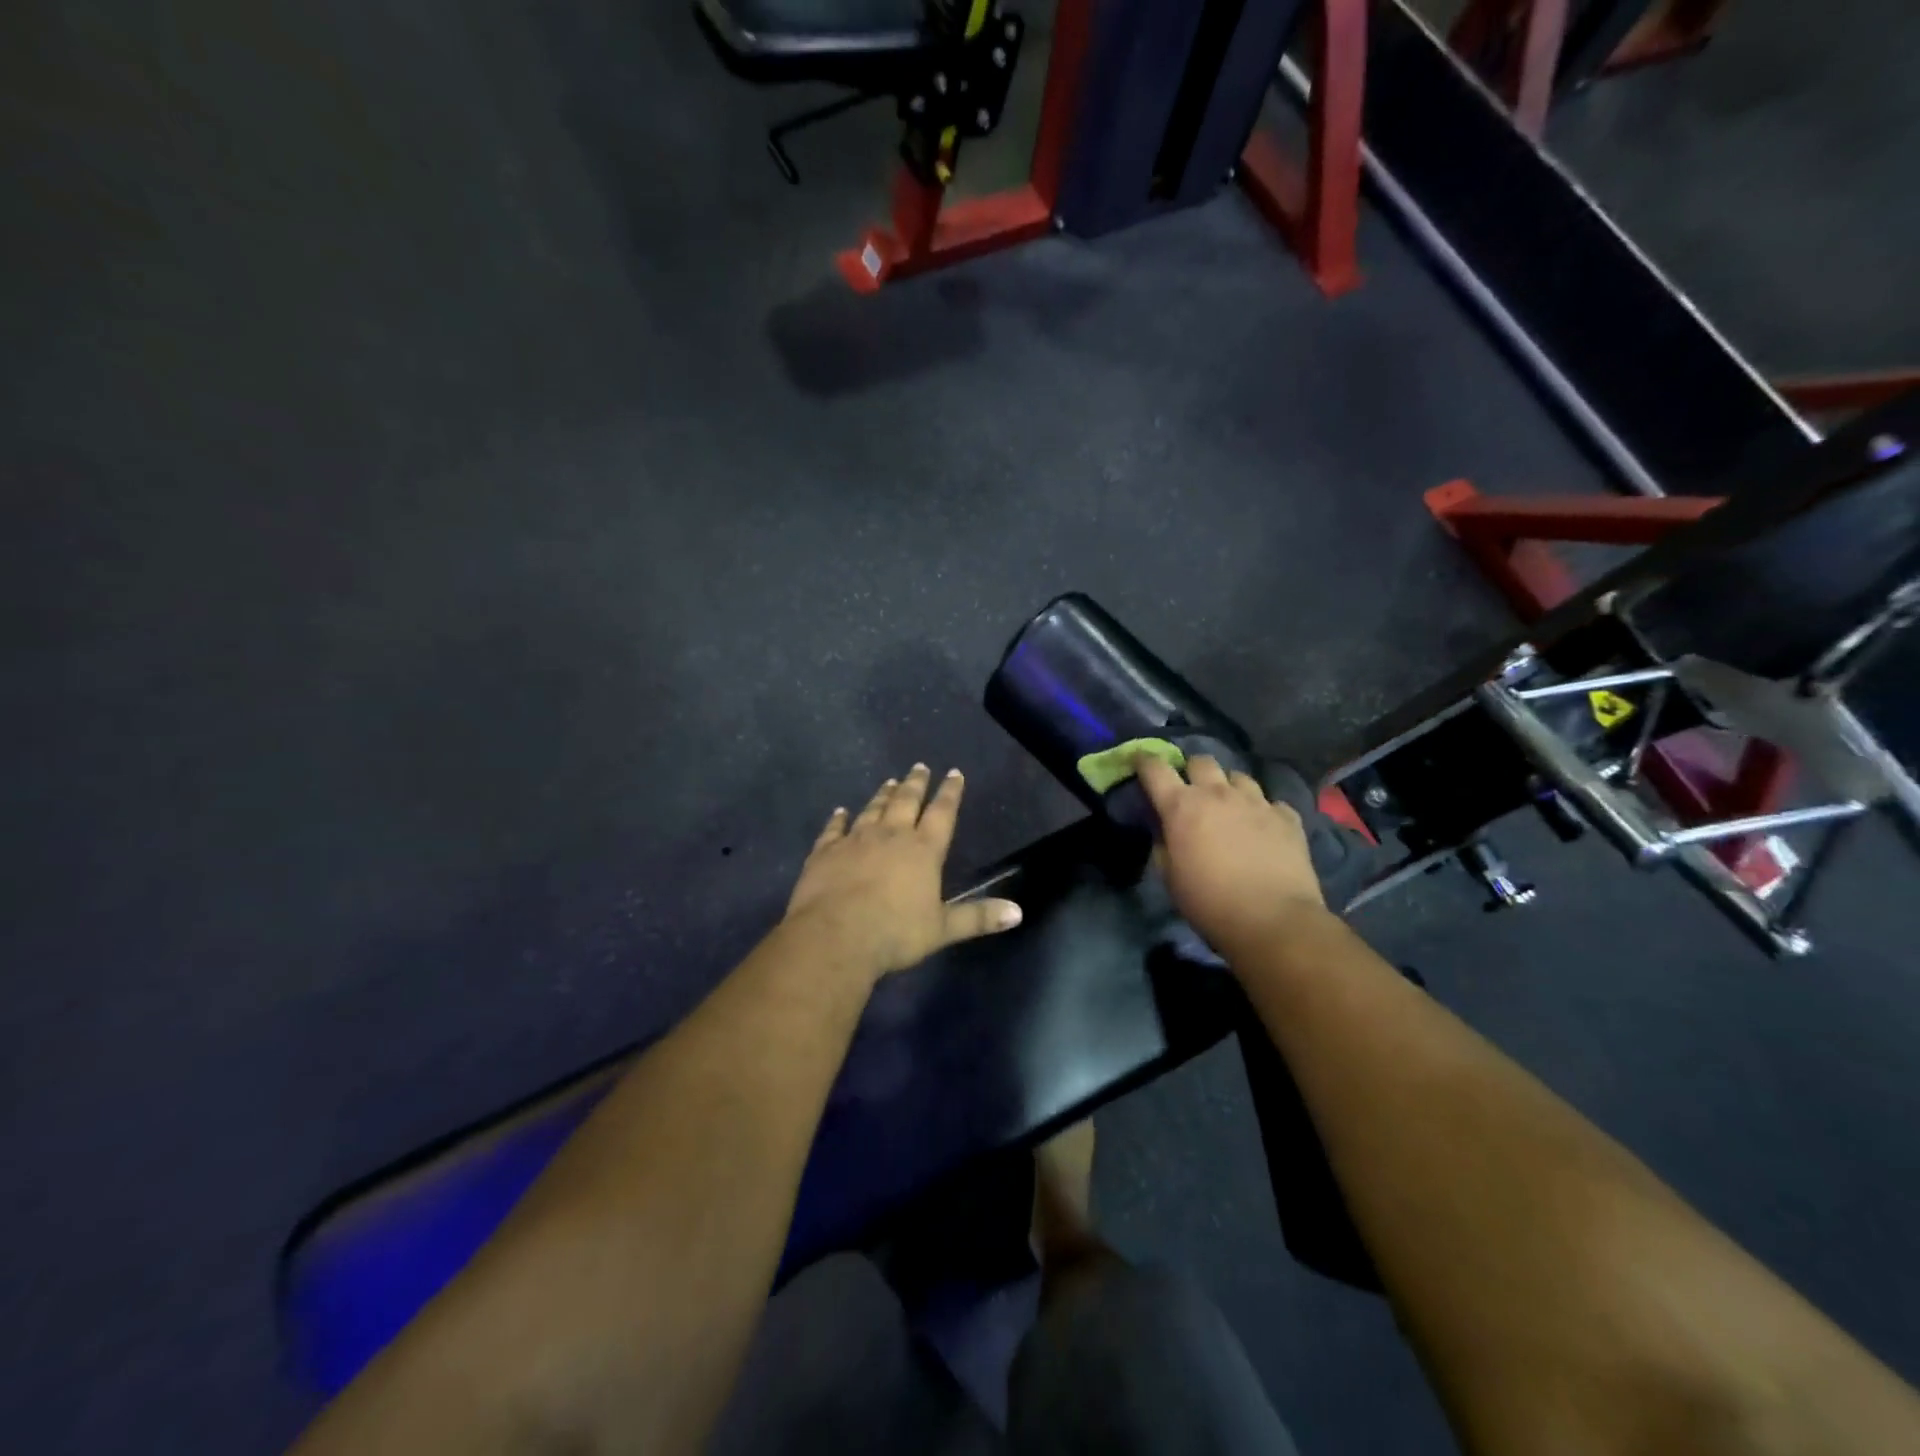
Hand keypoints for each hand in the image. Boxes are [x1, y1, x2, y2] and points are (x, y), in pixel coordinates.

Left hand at [784, 764, 1022, 980]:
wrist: (835, 937)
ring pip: (873, 809)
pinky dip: (838, 819)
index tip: (954, 773)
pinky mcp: (826, 851)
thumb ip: (978, 917)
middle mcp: (891, 836)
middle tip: (920, 767)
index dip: (950, 793)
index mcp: (923, 850)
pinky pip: (834, 829)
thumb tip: (1018, 913)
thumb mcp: (942, 929)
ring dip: (883, 795)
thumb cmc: (895, 933)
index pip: (942, 814)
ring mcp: (855, 840)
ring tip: (890, 782)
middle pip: (906, 802)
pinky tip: (840, 812)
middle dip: (916, 783)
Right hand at [1134, 753, 1326, 956]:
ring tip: (1230, 805)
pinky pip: (1271, 802)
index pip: (1155, 769)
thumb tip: (1165, 830)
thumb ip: (1163, 845)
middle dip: (1192, 770)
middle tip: (1191, 789)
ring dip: (1228, 787)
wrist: (1273, 920)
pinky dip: (1263, 811)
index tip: (1140, 759)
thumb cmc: (1210, 902)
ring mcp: (1256, 802)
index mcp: (1182, 807)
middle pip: (1201, 761)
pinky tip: (1263, 827)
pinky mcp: (1287, 817)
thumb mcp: (1170, 877)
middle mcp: (1218, 794)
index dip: (1144, 760)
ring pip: (1238, 776)